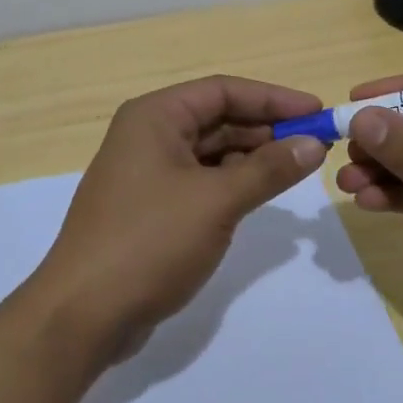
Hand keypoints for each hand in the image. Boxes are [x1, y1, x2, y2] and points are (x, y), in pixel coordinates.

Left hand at [32, 75, 330, 361]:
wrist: (84, 312)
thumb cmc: (150, 241)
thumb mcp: (216, 201)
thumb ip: (268, 169)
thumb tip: (314, 143)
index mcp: (154, 117)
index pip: (222, 91)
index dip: (272, 98)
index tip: (318, 112)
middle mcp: (146, 135)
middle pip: (215, 119)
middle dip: (265, 130)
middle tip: (315, 146)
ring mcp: (145, 173)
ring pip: (208, 153)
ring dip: (250, 159)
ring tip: (295, 171)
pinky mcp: (149, 208)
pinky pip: (198, 182)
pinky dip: (230, 184)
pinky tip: (258, 196)